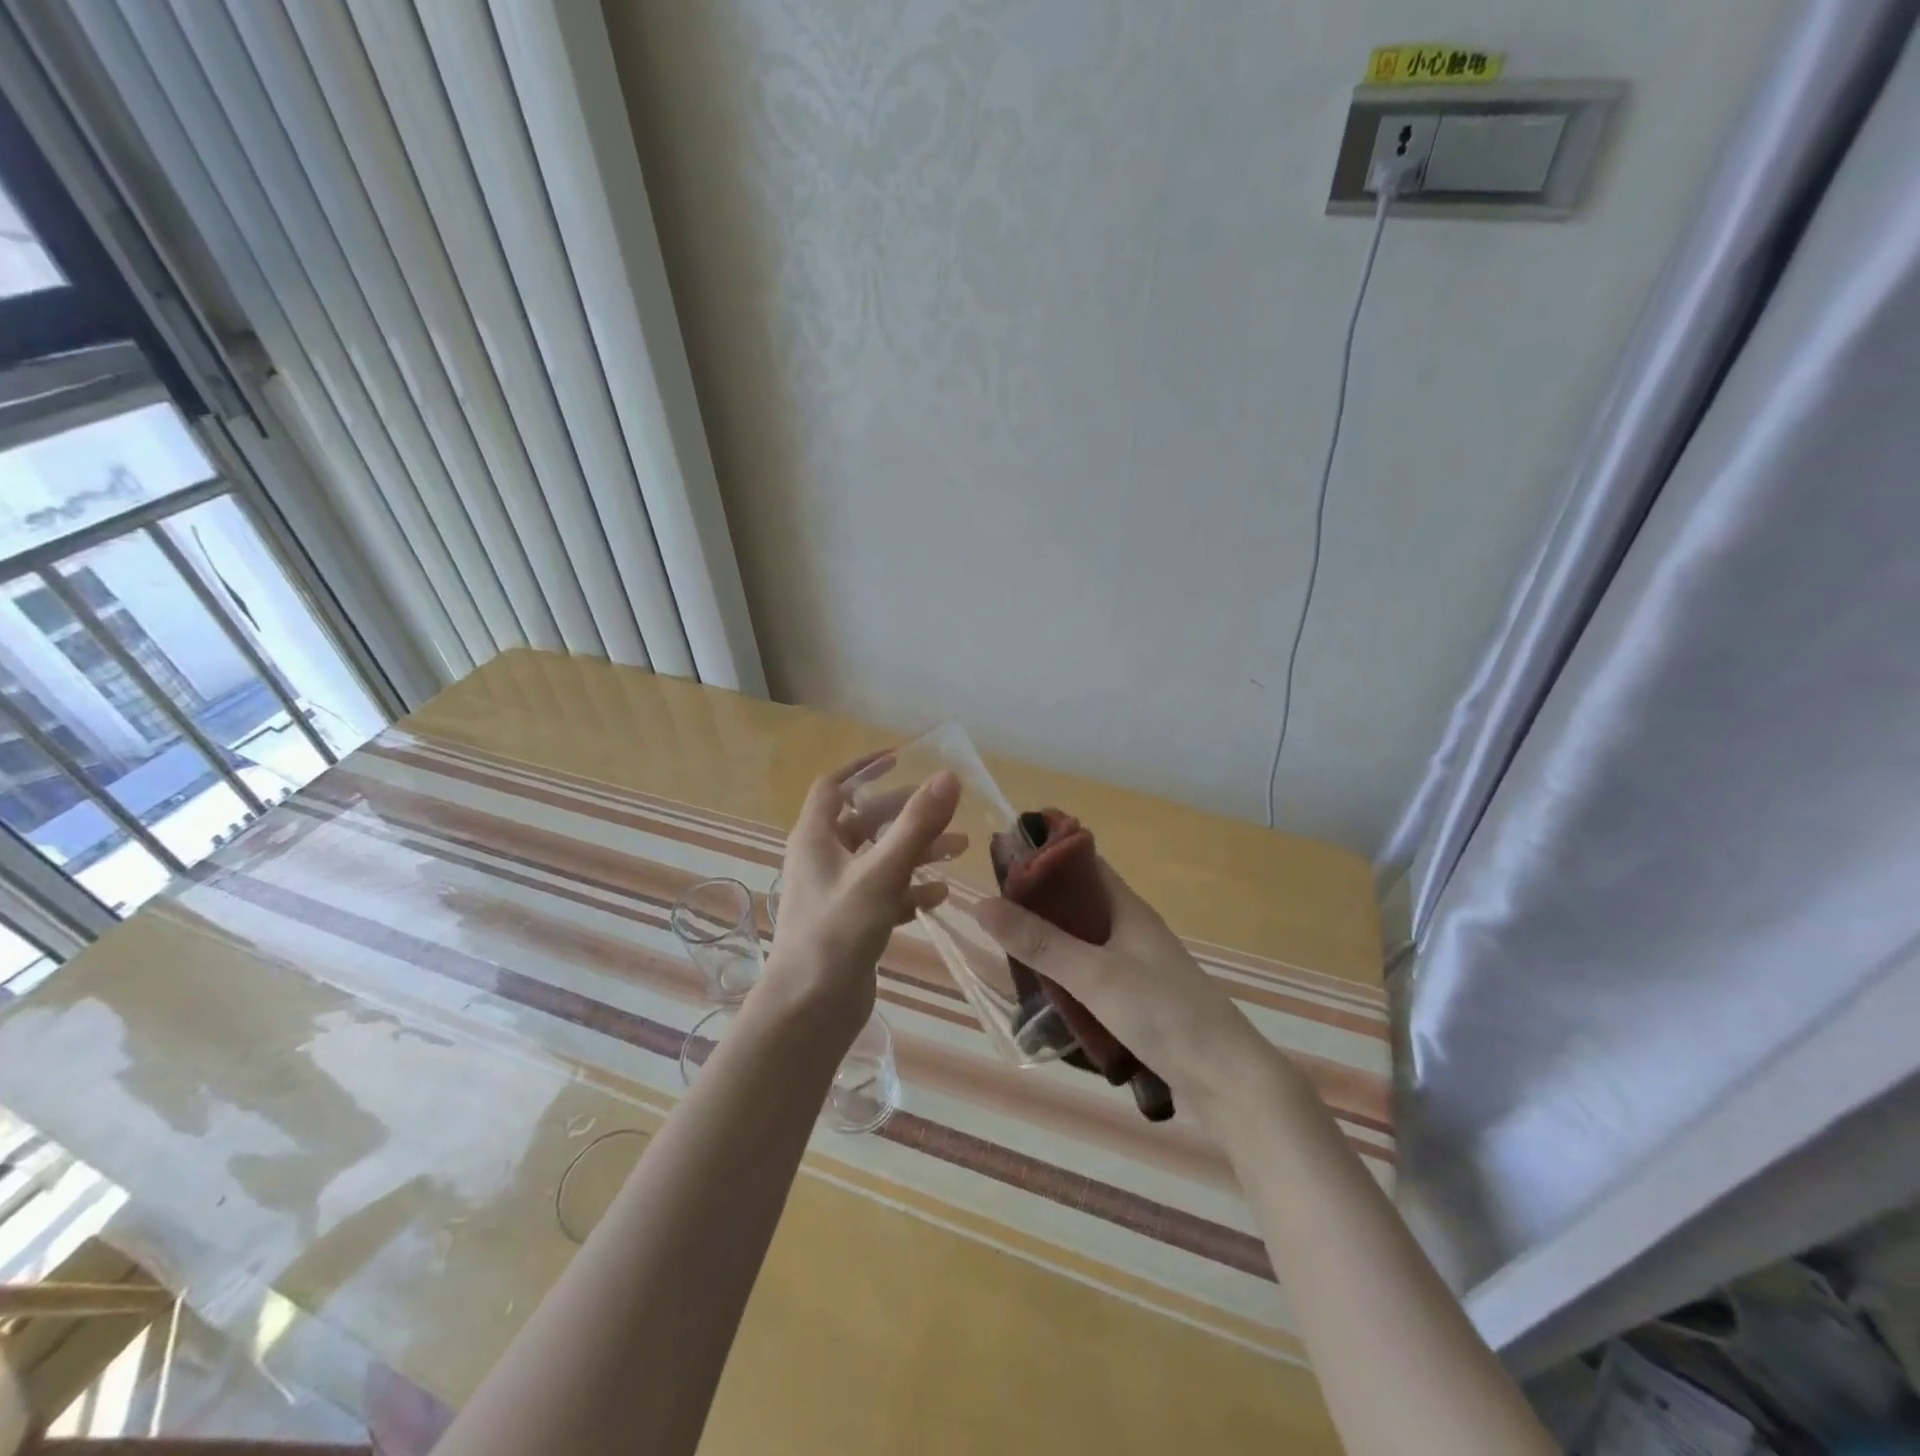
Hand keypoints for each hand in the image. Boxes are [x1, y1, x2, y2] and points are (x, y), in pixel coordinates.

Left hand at [764, 753, 963, 1040]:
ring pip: (879, 859)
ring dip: (915, 851)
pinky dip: (910, 889)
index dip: (864, 769)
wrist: (810, 1010)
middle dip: (905, 813)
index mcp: (815, 838)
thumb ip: (916, 825)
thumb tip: (948, 777)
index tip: (901, 759)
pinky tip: (938, 895)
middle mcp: (822, 860)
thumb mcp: (881, 873)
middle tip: (945, 810)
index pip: (834, 786)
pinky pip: (884, 894)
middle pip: (864, 822)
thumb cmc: (837, 932)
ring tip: (959, 850)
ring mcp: (836, 893)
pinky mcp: (850, 923)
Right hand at [968, 858, 1277, 1119]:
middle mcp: (1132, 931)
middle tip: (992, 909)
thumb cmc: (1165, 1013)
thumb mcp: (1095, 975)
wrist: (1228, 1082)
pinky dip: (1065, 976)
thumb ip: (1040, 942)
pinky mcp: (1138, 1003)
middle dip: (1039, 902)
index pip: (1083, 863)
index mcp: (1127, 909)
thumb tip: (982, 904)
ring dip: (1050, 941)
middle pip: (1079, 904)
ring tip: (1005, 948)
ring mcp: (1137, 968)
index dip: (1046, 854)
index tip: (1002, 856)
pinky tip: (1041, 992)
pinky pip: (1091, 976)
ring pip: (1083, 942)